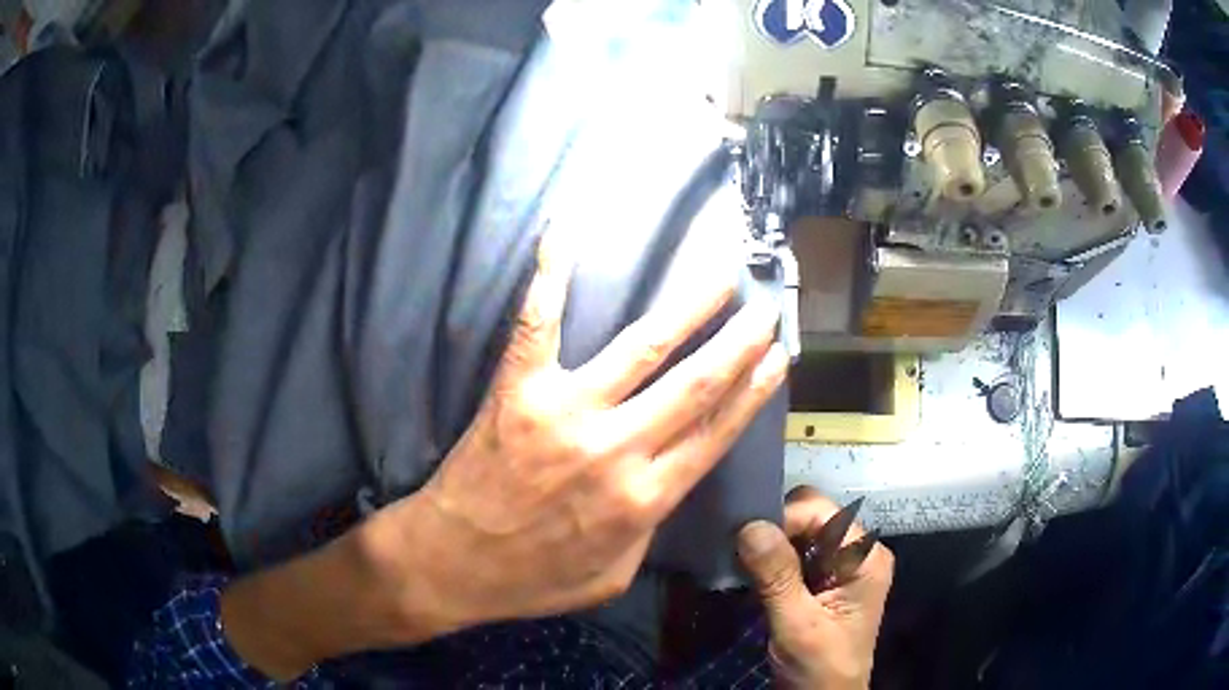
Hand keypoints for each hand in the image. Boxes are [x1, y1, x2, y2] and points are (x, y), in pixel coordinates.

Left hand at [362, 227, 787, 636]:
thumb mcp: (612, 576)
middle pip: (695, 386)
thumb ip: (648, 531)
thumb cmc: (532, 578)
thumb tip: (663, 484)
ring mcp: (565, 410)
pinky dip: (550, 274)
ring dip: (688, 308)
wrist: (452, 563)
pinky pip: (538, 321)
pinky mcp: (519, 389)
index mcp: (645, 499)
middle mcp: (616, 448)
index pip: (714, 433)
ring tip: (719, 277)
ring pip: (643, 348)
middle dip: (739, 344)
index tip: (778, 358)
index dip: (752, 392)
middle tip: (765, 310)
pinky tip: (565, 233)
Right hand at [737, 487, 893, 689]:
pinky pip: (794, 555)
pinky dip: (770, 562)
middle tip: (739, 554)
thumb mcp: (797, 626)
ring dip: (769, 547)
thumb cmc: (819, 668)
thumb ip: (777, 576)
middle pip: (810, 517)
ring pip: (798, 534)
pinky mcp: (823, 580)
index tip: (742, 541)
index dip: (782, 519)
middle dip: (774, 531)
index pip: (820, 512)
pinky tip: (751, 575)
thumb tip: (749, 525)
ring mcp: (840, 565)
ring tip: (740, 564)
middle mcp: (856, 551)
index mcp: (864, 556)